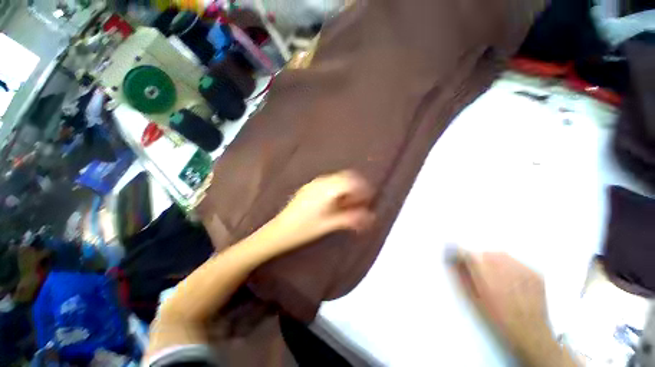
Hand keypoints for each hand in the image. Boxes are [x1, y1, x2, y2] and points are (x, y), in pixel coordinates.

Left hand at [269, 170, 374, 250]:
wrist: (278, 231)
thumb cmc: (304, 230)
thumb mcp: (329, 225)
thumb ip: (350, 218)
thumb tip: (370, 217)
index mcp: (326, 190)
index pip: (350, 181)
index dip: (363, 188)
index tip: (369, 198)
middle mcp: (320, 182)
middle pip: (345, 177)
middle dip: (356, 187)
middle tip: (361, 201)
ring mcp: (313, 184)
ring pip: (337, 179)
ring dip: (346, 188)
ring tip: (349, 203)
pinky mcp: (309, 188)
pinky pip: (328, 183)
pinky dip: (337, 189)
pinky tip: (336, 202)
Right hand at [454, 252, 550, 356]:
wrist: (530, 332)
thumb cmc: (496, 317)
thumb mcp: (473, 298)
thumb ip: (461, 275)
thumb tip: (451, 259)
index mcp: (485, 273)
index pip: (467, 253)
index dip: (461, 255)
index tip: (459, 258)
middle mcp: (504, 266)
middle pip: (484, 253)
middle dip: (479, 260)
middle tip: (481, 274)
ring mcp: (522, 268)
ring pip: (501, 256)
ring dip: (494, 262)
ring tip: (498, 279)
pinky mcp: (535, 272)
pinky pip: (516, 263)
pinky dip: (511, 268)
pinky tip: (512, 283)